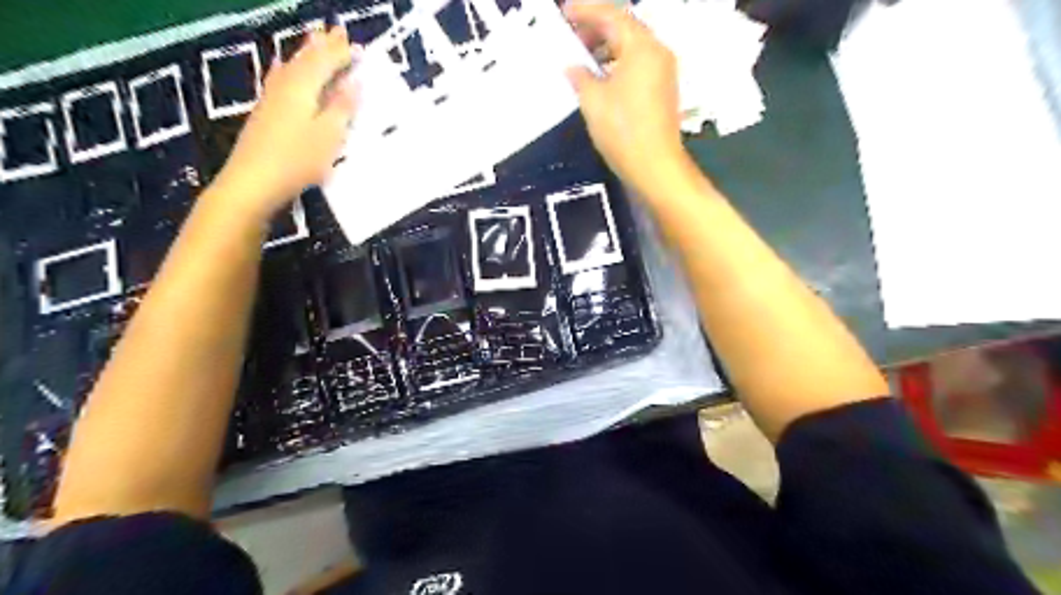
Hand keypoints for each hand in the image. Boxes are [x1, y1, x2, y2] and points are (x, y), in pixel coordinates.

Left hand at [217, 26, 359, 220]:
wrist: (253, 181)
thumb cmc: (298, 160)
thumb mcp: (329, 135)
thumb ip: (343, 107)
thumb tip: (356, 81)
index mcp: (303, 87)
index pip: (325, 61)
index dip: (342, 53)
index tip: (358, 46)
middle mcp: (285, 85)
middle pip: (306, 58)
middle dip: (324, 45)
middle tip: (338, 32)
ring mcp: (272, 97)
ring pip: (292, 65)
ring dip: (307, 53)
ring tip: (316, 40)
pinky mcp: (265, 112)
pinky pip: (281, 77)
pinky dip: (288, 67)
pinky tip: (283, 66)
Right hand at [564, 2, 689, 199]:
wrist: (655, 167)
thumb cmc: (623, 130)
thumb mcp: (593, 101)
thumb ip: (580, 77)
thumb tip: (573, 68)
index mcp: (642, 47)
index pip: (612, 15)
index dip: (586, 11)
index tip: (565, 12)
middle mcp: (657, 52)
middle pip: (625, 28)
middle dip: (596, 28)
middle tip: (570, 35)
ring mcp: (664, 71)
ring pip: (632, 47)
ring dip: (606, 47)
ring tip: (581, 57)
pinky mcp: (663, 90)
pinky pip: (638, 64)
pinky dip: (617, 63)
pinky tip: (600, 76)